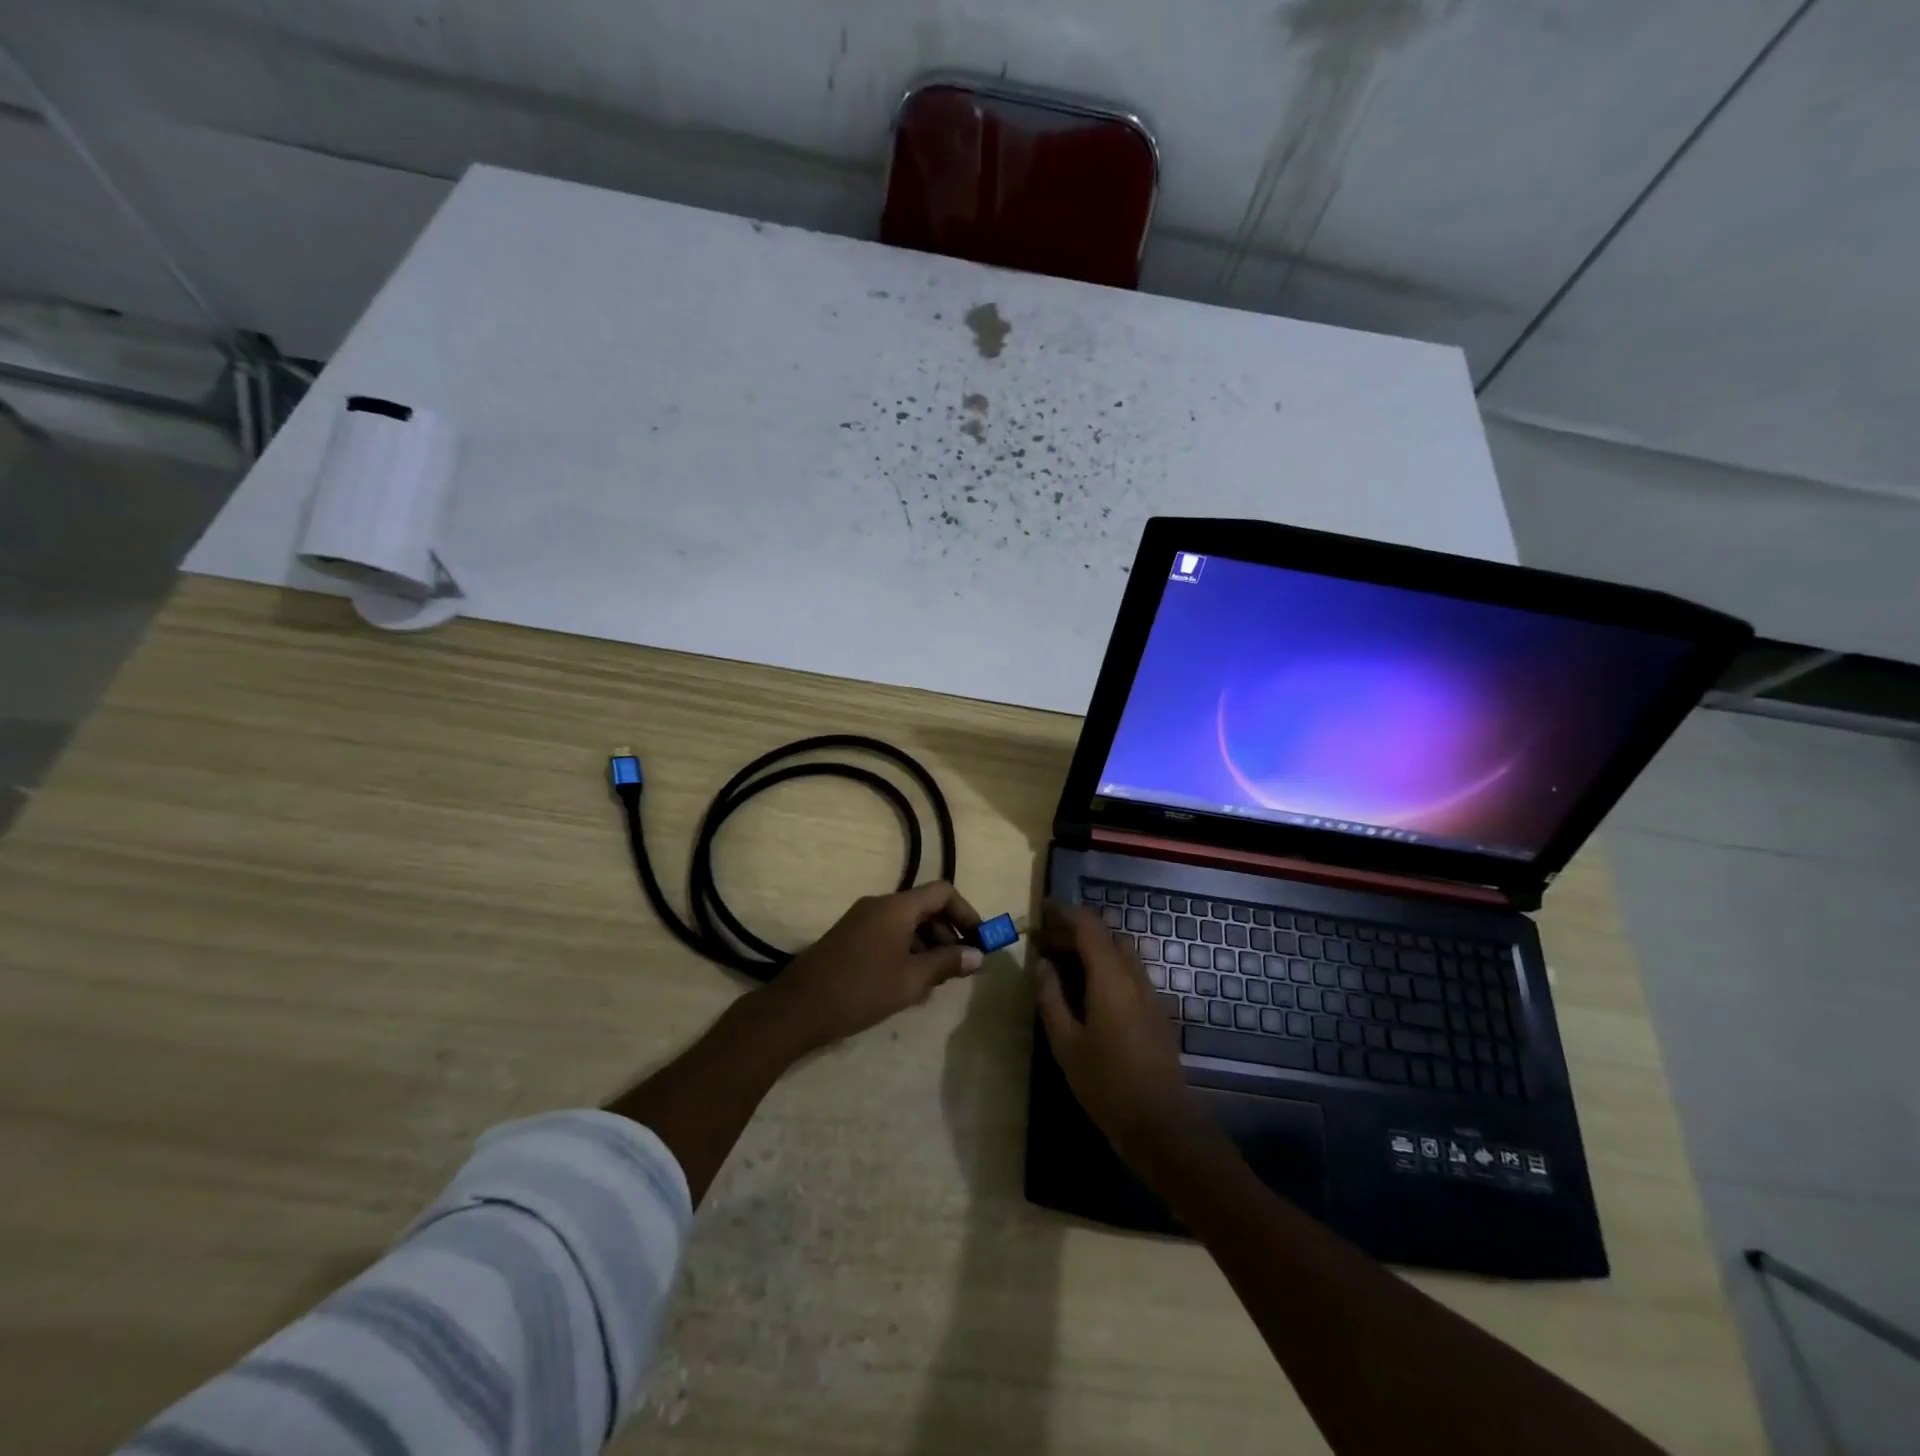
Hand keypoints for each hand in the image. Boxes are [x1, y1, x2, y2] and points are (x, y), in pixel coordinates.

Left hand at [764, 882, 983, 1052]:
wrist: (797, 1008)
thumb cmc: (860, 991)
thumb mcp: (911, 980)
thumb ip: (946, 964)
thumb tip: (977, 955)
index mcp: (896, 907)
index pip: (942, 892)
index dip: (966, 913)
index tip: (980, 941)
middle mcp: (879, 905)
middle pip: (925, 907)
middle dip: (948, 933)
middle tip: (961, 966)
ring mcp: (861, 920)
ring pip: (906, 923)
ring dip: (927, 945)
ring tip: (936, 981)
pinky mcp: (849, 937)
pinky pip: (888, 934)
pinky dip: (906, 950)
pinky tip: (908, 983)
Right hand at [1034, 902, 1199, 1163]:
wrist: (1160, 1123)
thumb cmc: (1106, 1083)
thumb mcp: (1066, 1042)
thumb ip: (1051, 998)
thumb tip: (1043, 965)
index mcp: (1111, 977)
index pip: (1089, 926)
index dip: (1065, 913)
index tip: (1042, 911)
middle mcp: (1134, 976)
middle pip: (1107, 934)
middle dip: (1076, 930)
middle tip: (1046, 942)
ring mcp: (1150, 992)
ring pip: (1120, 952)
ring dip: (1093, 947)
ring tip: (1063, 962)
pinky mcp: (1156, 1010)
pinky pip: (1129, 971)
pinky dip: (1106, 965)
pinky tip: (1088, 988)